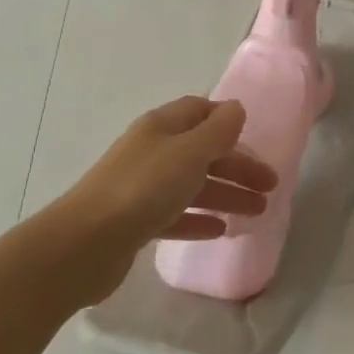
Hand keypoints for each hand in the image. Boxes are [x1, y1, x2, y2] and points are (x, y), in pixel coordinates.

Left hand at [43, 97, 277, 302]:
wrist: (83, 245)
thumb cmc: (143, 188)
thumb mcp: (189, 152)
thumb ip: (218, 131)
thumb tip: (236, 108)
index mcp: (161, 127)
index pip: (200, 111)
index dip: (228, 121)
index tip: (255, 137)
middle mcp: (152, 152)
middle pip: (202, 152)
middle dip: (237, 166)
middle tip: (270, 186)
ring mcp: (141, 188)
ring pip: (193, 185)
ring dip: (226, 195)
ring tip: (257, 213)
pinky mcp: (135, 223)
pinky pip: (176, 215)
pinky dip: (199, 219)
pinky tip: (220, 231)